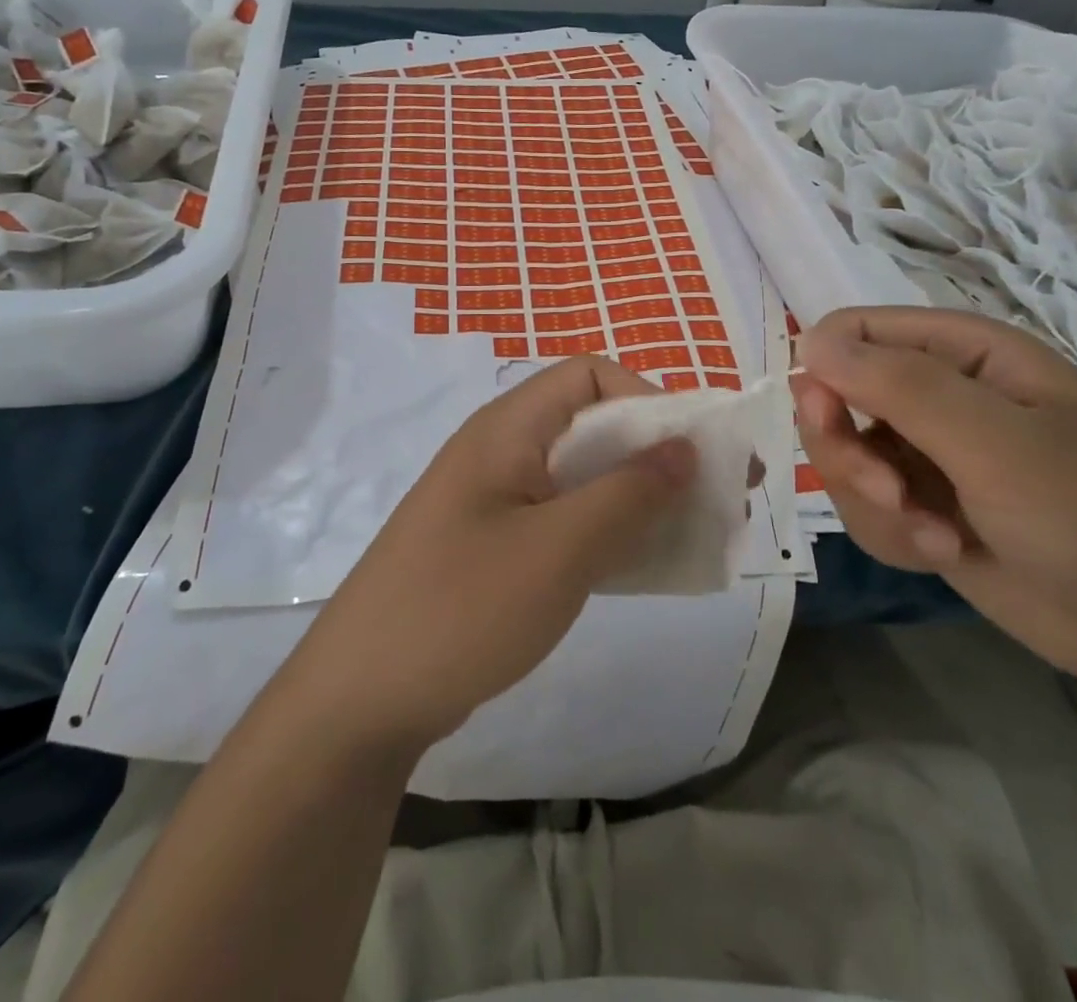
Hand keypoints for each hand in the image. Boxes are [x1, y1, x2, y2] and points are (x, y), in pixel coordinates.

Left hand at [280, 357, 694, 753]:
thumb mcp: (558, 549)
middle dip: (657, 454)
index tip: (693, 451)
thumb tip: (685, 447)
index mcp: (508, 429)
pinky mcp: (495, 546)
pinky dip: (609, 530)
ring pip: (583, 477)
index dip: (648, 399)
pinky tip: (643, 563)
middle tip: (717, 495)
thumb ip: (627, 494)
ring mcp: (496, 500)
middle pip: (592, 426)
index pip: (589, 376)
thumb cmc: (461, 608)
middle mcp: (502, 451)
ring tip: (695, 531)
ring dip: (639, 496)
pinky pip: (565, 518)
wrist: (359, 700)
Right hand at [793, 307, 1076, 691]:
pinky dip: (892, 535)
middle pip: (834, 399)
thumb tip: (809, 341)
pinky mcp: (924, 508)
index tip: (830, 422)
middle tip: (888, 494)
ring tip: (934, 537)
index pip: (853, 333)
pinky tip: (943, 553)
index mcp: (962, 352)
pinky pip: (866, 510)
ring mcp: (928, 454)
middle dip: (849, 454)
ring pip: (844, 461)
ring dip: (875, 504)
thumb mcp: (999, 444)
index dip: (826, 373)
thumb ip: (901, 387)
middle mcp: (937, 395)